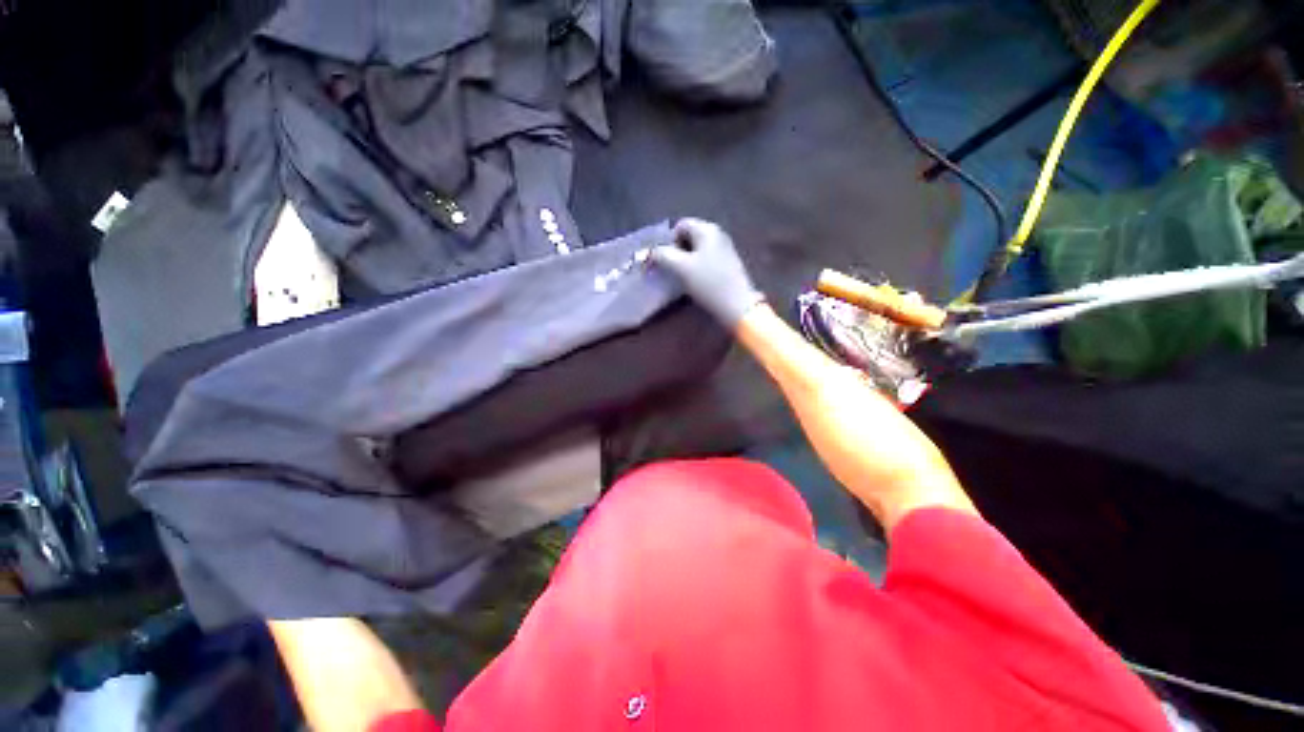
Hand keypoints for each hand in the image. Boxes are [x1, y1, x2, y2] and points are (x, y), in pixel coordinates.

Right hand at [650, 218, 765, 328]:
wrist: (737, 305)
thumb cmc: (708, 283)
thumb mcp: (680, 268)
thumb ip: (662, 255)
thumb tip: (650, 252)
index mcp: (707, 229)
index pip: (680, 225)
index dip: (668, 241)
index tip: (666, 261)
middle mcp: (718, 234)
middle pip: (689, 236)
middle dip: (677, 251)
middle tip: (673, 270)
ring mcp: (725, 249)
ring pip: (697, 249)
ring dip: (686, 261)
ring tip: (683, 278)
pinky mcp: (728, 264)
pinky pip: (706, 259)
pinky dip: (697, 267)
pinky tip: (697, 282)